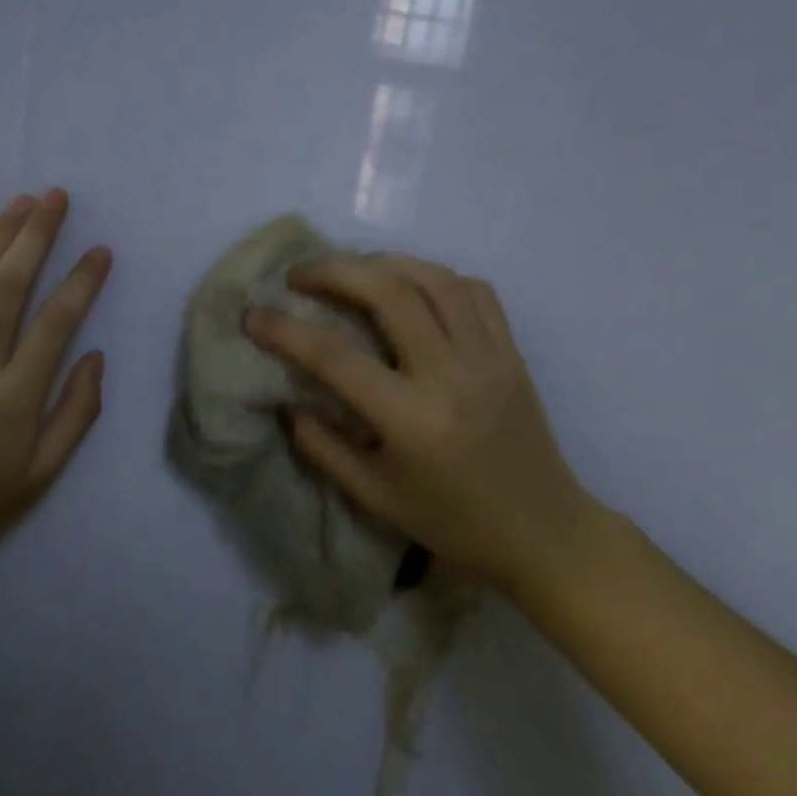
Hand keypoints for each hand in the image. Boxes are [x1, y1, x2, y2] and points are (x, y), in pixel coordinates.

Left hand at [0, 189, 111, 564]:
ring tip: (18, 203)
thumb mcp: (44, 473)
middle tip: (54, 198)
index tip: (100, 251)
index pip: (54, 325)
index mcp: (13, 400)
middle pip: (7, 288)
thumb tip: (96, 356)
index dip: (80, 283)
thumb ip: (76, 413)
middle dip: (34, 236)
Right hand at [244, 255, 592, 597]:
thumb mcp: (375, 496)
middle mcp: (452, 375)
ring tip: (349, 270)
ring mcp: (489, 357)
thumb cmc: (453, 522)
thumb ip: (323, 447)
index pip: (335, 357)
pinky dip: (433, 276)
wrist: (544, 532)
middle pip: (389, 292)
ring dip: (382, 263)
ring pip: (434, 278)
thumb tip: (287, 401)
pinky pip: (473, 291)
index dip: (285, 331)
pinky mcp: (511, 351)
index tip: (252, 315)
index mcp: (412, 420)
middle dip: (334, 271)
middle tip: (299, 274)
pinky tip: (409, 286)